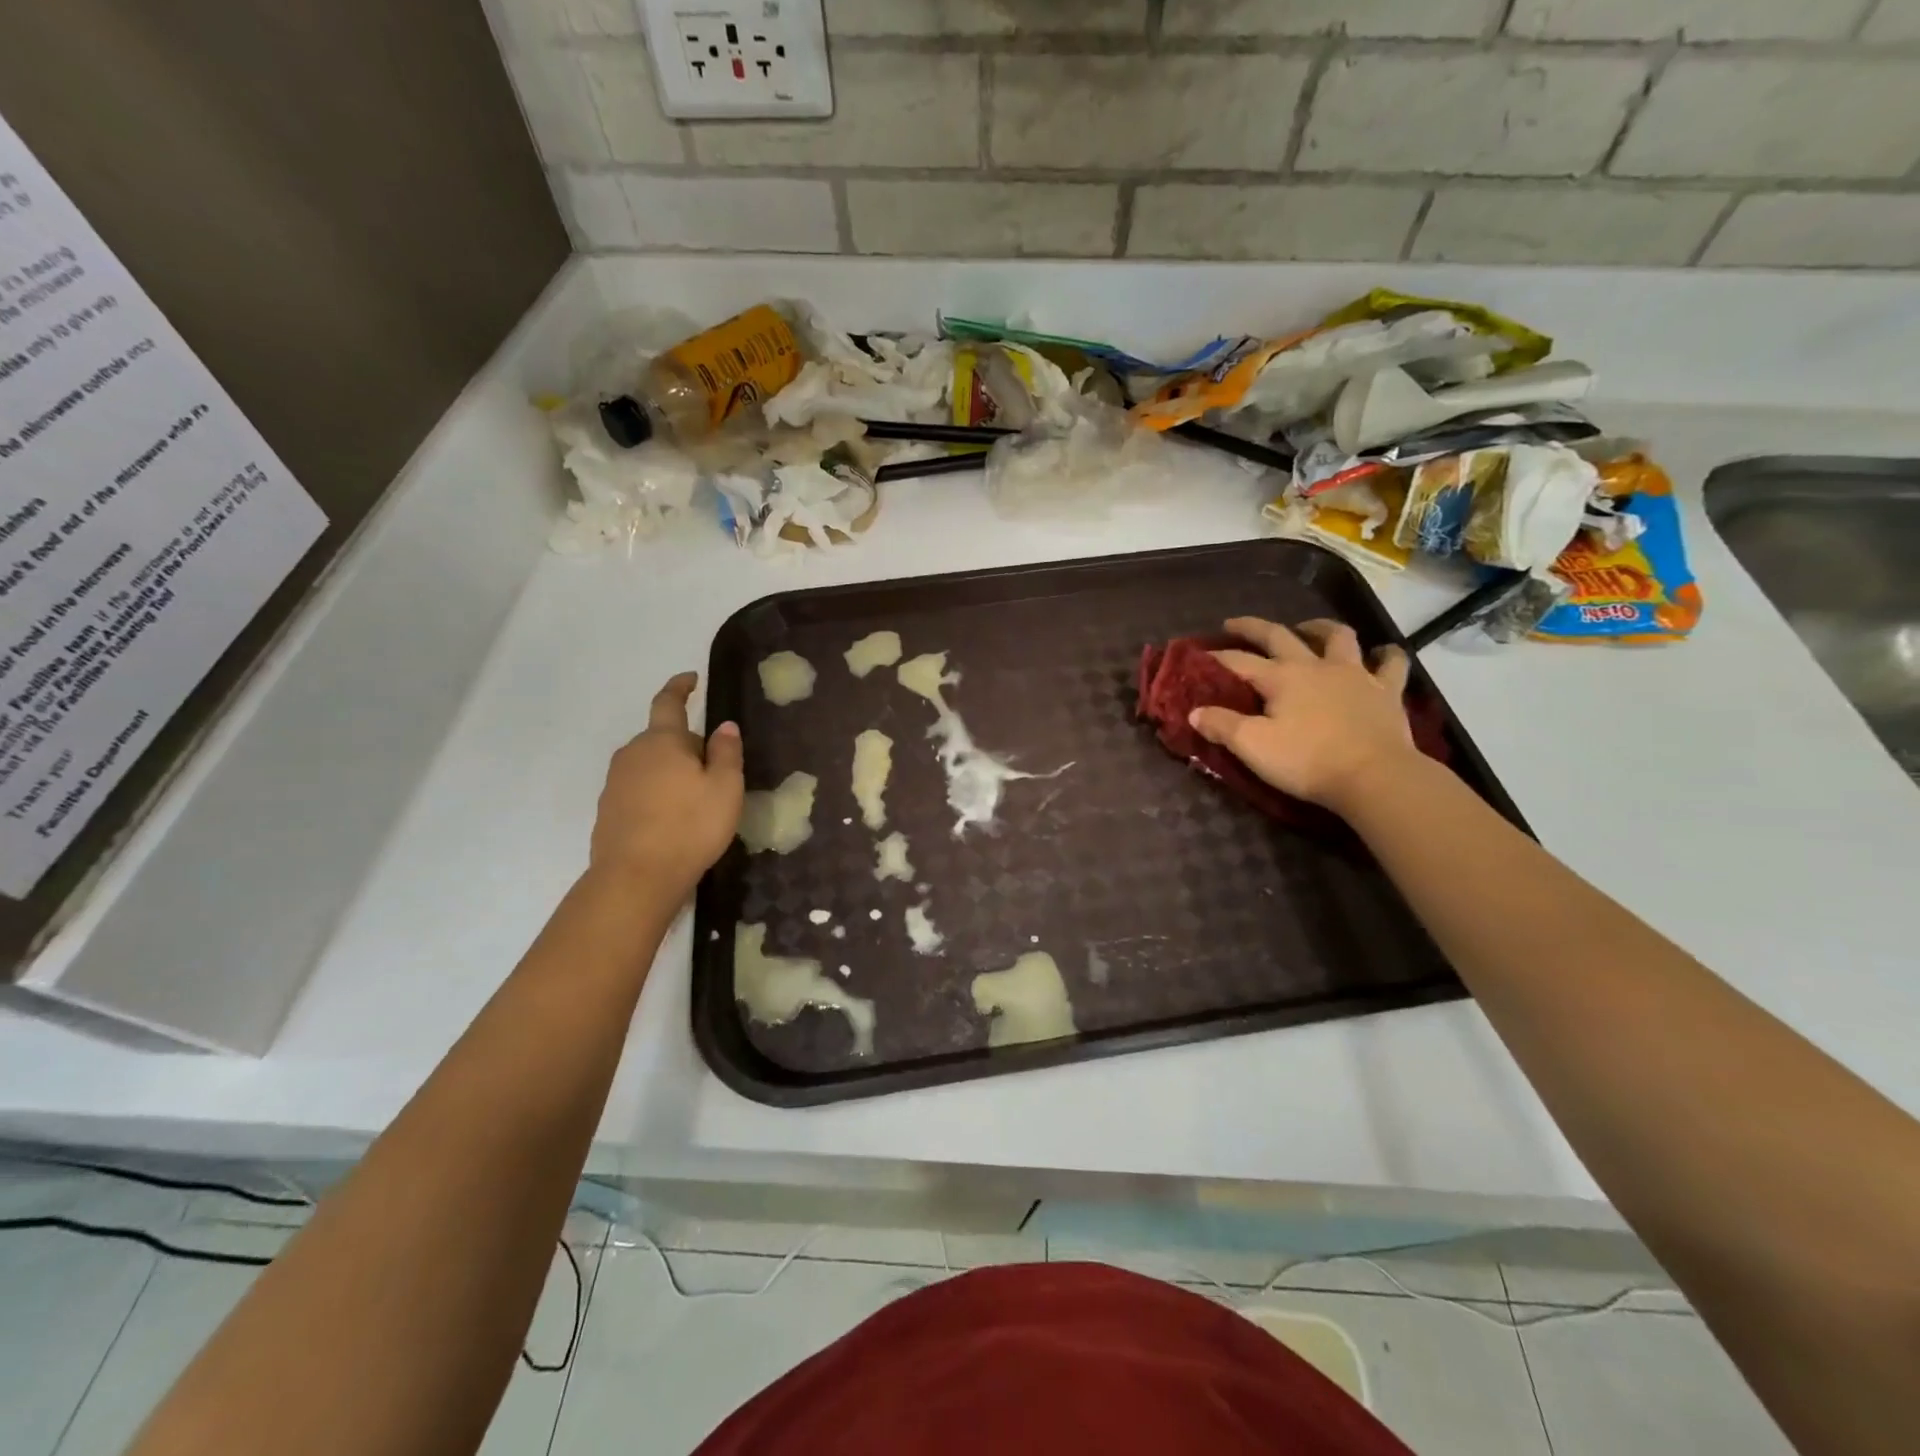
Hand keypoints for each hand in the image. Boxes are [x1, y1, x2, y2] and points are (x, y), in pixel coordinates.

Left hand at [590, 673, 743, 898]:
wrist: (636, 878)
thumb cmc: (690, 827)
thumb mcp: (725, 788)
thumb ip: (727, 752)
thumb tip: (724, 726)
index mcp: (662, 741)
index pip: (669, 702)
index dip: (680, 687)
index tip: (691, 678)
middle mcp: (632, 754)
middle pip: (663, 737)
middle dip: (687, 744)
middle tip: (715, 768)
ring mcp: (615, 783)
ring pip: (650, 764)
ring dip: (672, 771)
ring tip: (696, 798)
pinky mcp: (608, 810)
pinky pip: (639, 789)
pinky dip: (657, 794)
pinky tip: (674, 819)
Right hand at [1191, 617, 1418, 811]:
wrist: (1375, 776)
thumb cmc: (1307, 761)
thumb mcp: (1253, 746)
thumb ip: (1222, 726)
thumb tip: (1195, 711)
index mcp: (1280, 678)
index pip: (1239, 661)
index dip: (1217, 657)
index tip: (1199, 655)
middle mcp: (1315, 666)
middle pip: (1280, 636)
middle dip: (1254, 628)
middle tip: (1236, 624)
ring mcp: (1355, 674)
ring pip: (1337, 637)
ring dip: (1319, 628)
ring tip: (1308, 628)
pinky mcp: (1386, 691)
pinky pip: (1391, 664)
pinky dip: (1384, 655)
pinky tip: (1380, 654)